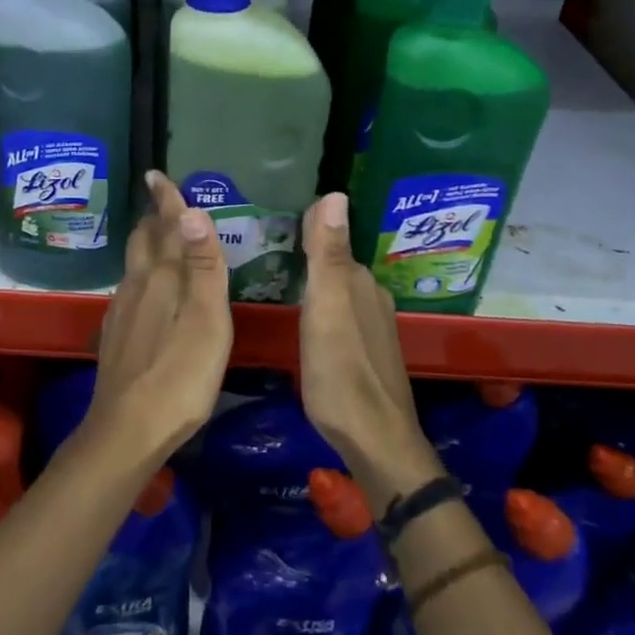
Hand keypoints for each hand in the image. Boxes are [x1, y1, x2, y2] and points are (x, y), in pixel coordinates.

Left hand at [85, 170, 232, 460]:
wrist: (127, 429)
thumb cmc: (179, 376)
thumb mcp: (206, 320)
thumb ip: (202, 266)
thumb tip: (191, 211)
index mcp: (162, 278)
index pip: (165, 226)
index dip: (166, 200)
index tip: (157, 174)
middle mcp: (137, 286)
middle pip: (143, 241)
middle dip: (154, 218)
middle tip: (164, 202)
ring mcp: (122, 312)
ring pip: (134, 265)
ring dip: (148, 245)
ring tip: (163, 239)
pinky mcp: (116, 335)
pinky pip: (131, 289)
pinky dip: (143, 275)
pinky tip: (150, 291)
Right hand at [299, 193, 440, 512]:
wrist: (374, 440)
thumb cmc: (341, 374)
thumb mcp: (326, 310)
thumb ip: (326, 255)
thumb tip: (335, 193)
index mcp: (357, 283)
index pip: (329, 240)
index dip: (302, 228)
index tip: (267, 220)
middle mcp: (369, 297)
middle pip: (334, 264)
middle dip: (305, 252)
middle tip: (260, 246)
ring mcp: (371, 327)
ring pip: (337, 290)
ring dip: (312, 281)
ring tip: (273, 277)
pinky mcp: (365, 352)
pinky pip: (338, 313)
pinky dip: (319, 306)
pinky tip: (301, 317)